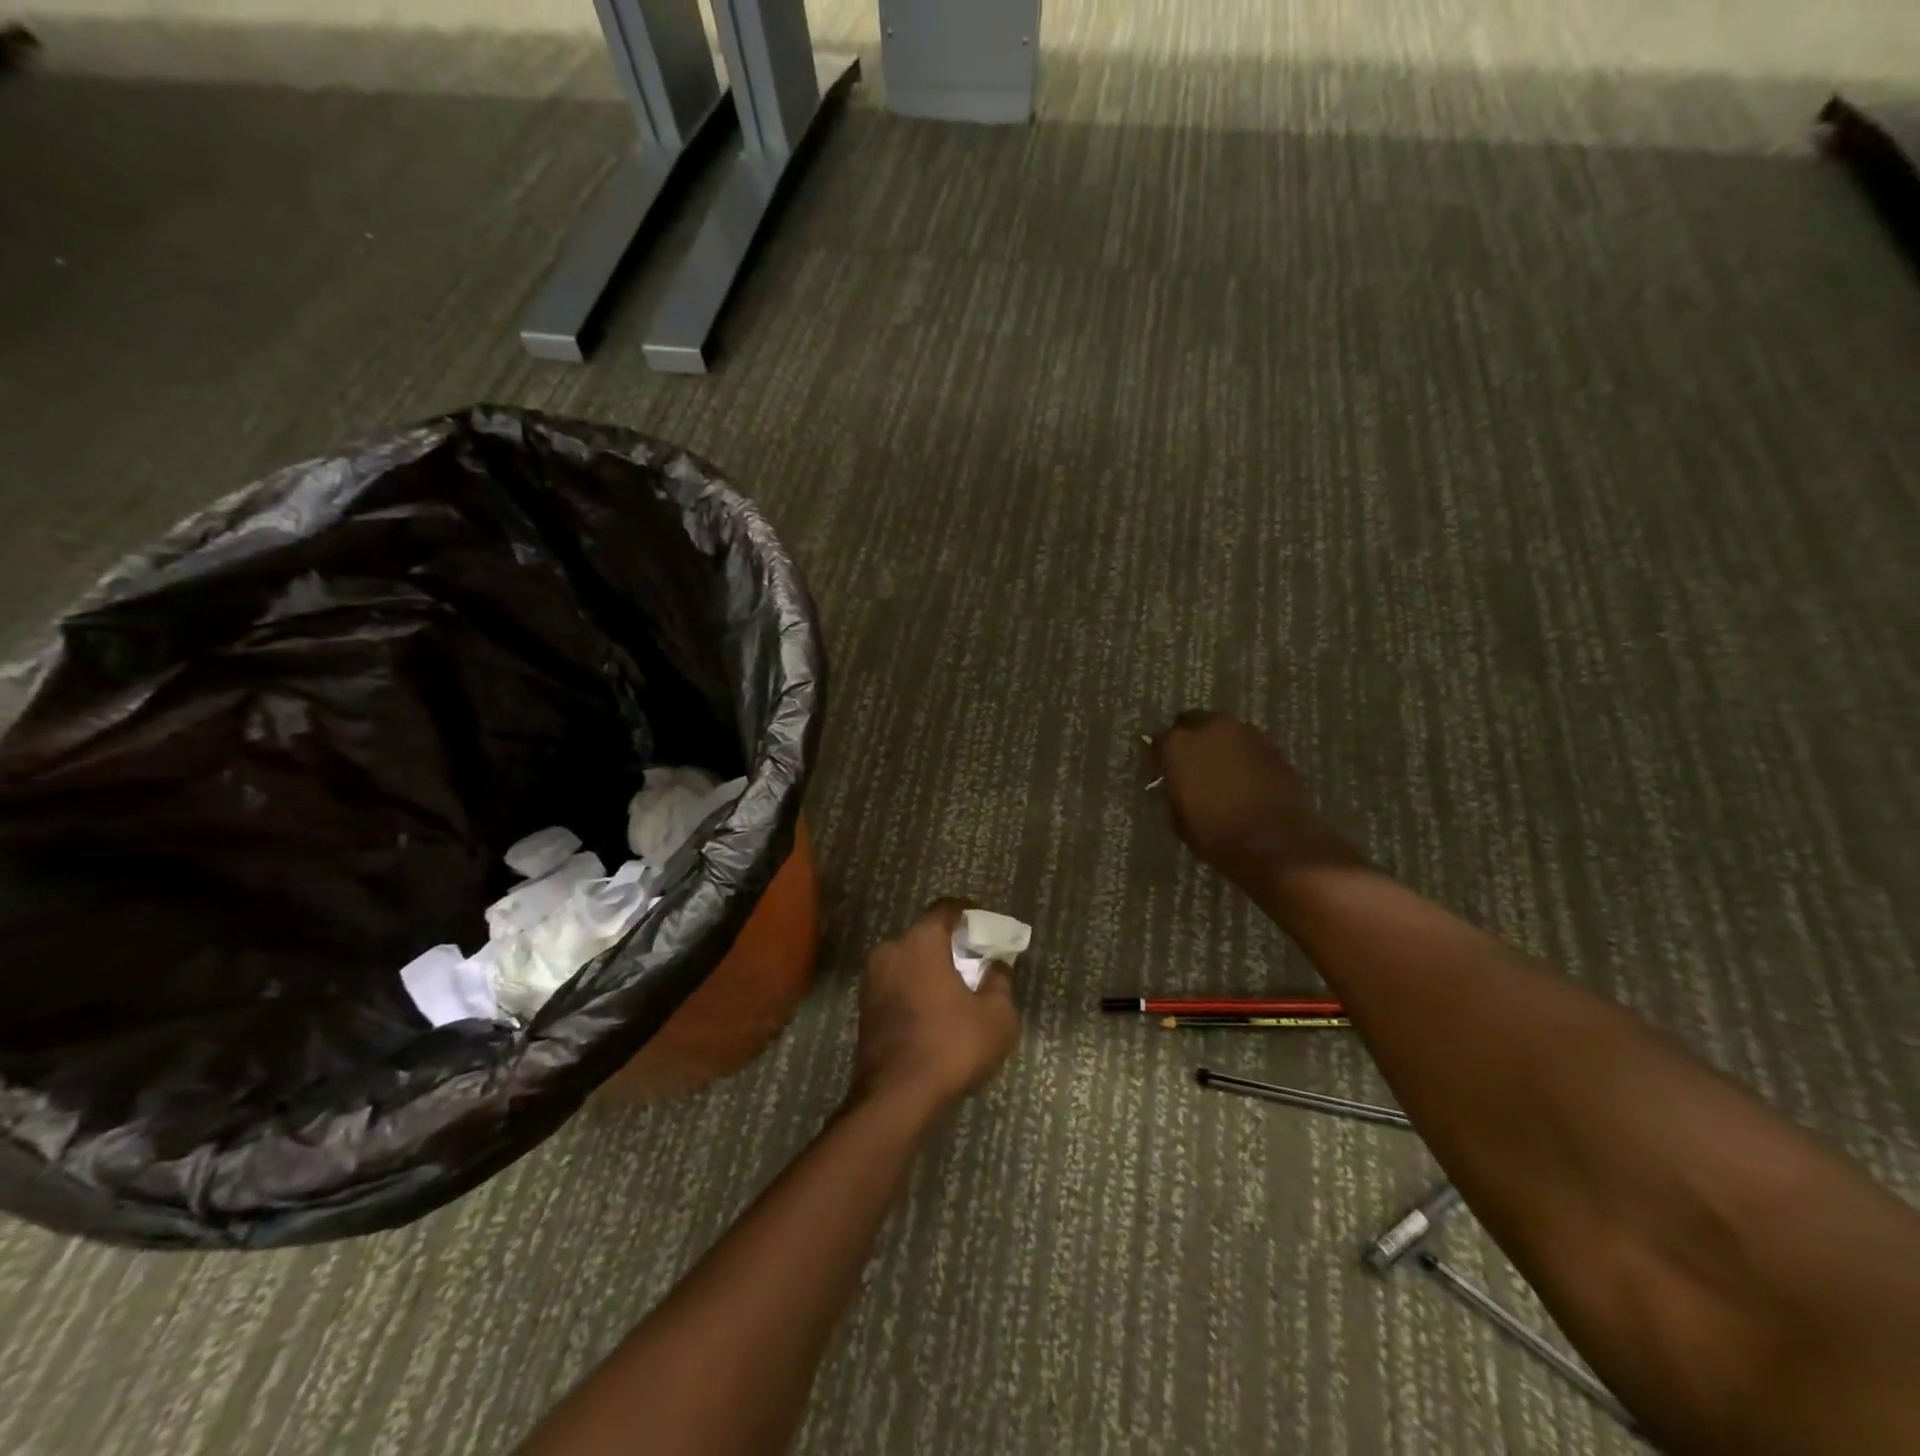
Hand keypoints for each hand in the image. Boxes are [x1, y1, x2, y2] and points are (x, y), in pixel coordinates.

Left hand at [850, 899, 1020, 1118]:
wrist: (896, 1097)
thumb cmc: (951, 1045)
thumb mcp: (997, 1016)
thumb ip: (999, 981)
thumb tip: (996, 965)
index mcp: (921, 941)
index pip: (946, 909)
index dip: (968, 913)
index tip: (985, 925)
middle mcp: (891, 950)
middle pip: (925, 935)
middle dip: (950, 944)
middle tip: (974, 960)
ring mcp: (872, 979)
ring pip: (908, 961)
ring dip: (930, 968)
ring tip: (956, 989)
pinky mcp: (865, 1007)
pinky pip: (897, 984)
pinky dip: (915, 989)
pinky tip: (934, 1012)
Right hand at [1149, 711, 1364, 886]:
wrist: (1273, 844)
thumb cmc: (1215, 834)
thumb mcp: (1179, 816)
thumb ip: (1174, 788)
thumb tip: (1177, 780)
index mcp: (1179, 745)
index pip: (1159, 740)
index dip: (1161, 756)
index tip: (1163, 770)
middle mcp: (1210, 728)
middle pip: (1193, 722)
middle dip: (1190, 739)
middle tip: (1192, 763)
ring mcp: (1245, 733)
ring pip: (1223, 731)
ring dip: (1219, 745)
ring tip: (1220, 770)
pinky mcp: (1272, 746)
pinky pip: (1248, 745)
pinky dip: (1243, 756)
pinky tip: (1244, 778)